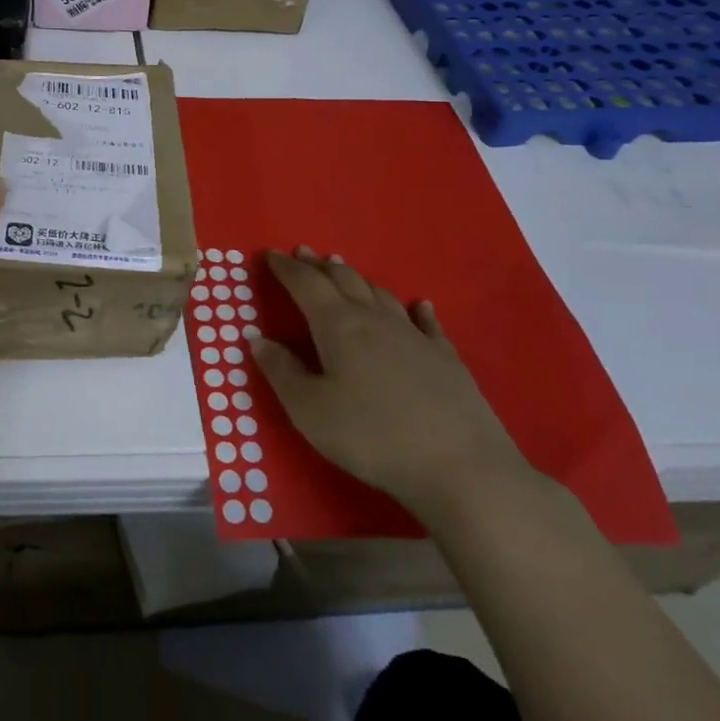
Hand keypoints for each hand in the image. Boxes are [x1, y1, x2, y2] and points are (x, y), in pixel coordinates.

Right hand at [252, 247, 534, 523]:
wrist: (461, 468)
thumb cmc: (371, 436)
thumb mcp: (309, 410)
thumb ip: (281, 371)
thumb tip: (258, 338)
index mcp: (337, 326)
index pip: (305, 284)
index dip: (285, 268)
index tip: (270, 254)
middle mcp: (374, 319)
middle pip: (343, 280)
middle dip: (319, 265)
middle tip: (303, 252)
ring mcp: (414, 336)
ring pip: (380, 294)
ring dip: (356, 278)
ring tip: (342, 268)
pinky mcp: (446, 359)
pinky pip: (426, 323)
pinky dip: (416, 309)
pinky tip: (419, 305)